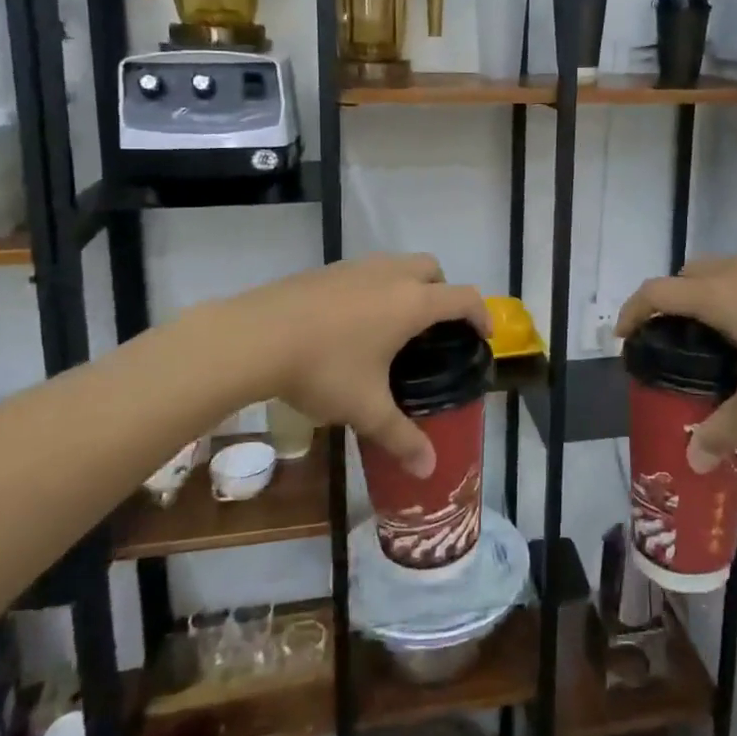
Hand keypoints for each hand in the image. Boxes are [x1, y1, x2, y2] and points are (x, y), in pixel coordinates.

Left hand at [230, 255, 487, 478]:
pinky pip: (365, 271)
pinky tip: (351, 323)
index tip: (481, 336)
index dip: (481, 314)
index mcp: (412, 303)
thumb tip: (429, 470)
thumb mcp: (366, 408)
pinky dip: (374, 288)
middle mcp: (390, 275)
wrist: (254, 336)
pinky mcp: (326, 269)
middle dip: (442, 292)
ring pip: (397, 265)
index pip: (464, 297)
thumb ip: (401, 437)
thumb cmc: (323, 369)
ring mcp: (356, 267)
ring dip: (407, 286)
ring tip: (392, 326)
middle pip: (432, 269)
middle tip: (434, 329)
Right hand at [617, 255, 736, 471]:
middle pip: (683, 275)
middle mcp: (732, 272)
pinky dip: (729, 293)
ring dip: (700, 294)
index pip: (656, 293)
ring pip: (714, 270)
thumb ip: (726, 427)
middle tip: (670, 338)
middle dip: (666, 301)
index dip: (633, 311)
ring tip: (710, 334)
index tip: (624, 336)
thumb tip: (694, 462)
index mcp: (715, 296)